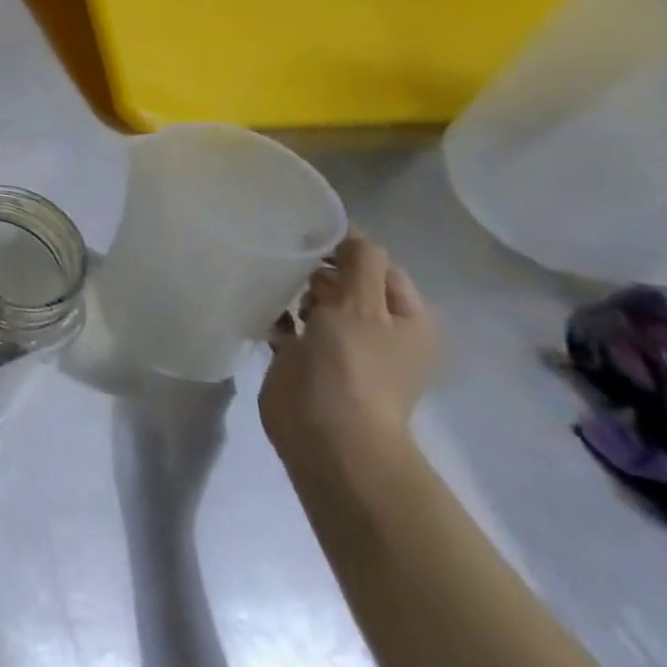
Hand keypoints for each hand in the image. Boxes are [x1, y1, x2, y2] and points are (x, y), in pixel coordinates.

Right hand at [260, 233, 436, 468]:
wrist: (327, 434)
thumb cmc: (353, 366)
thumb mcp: (362, 305)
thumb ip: (360, 263)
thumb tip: (352, 232)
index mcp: (408, 321)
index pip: (382, 267)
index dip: (351, 247)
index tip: (310, 232)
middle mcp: (379, 333)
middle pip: (349, 284)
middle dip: (319, 268)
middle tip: (288, 257)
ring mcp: (342, 349)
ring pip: (317, 303)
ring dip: (295, 290)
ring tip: (271, 277)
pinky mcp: (306, 361)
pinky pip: (291, 326)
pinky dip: (276, 314)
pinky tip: (259, 304)